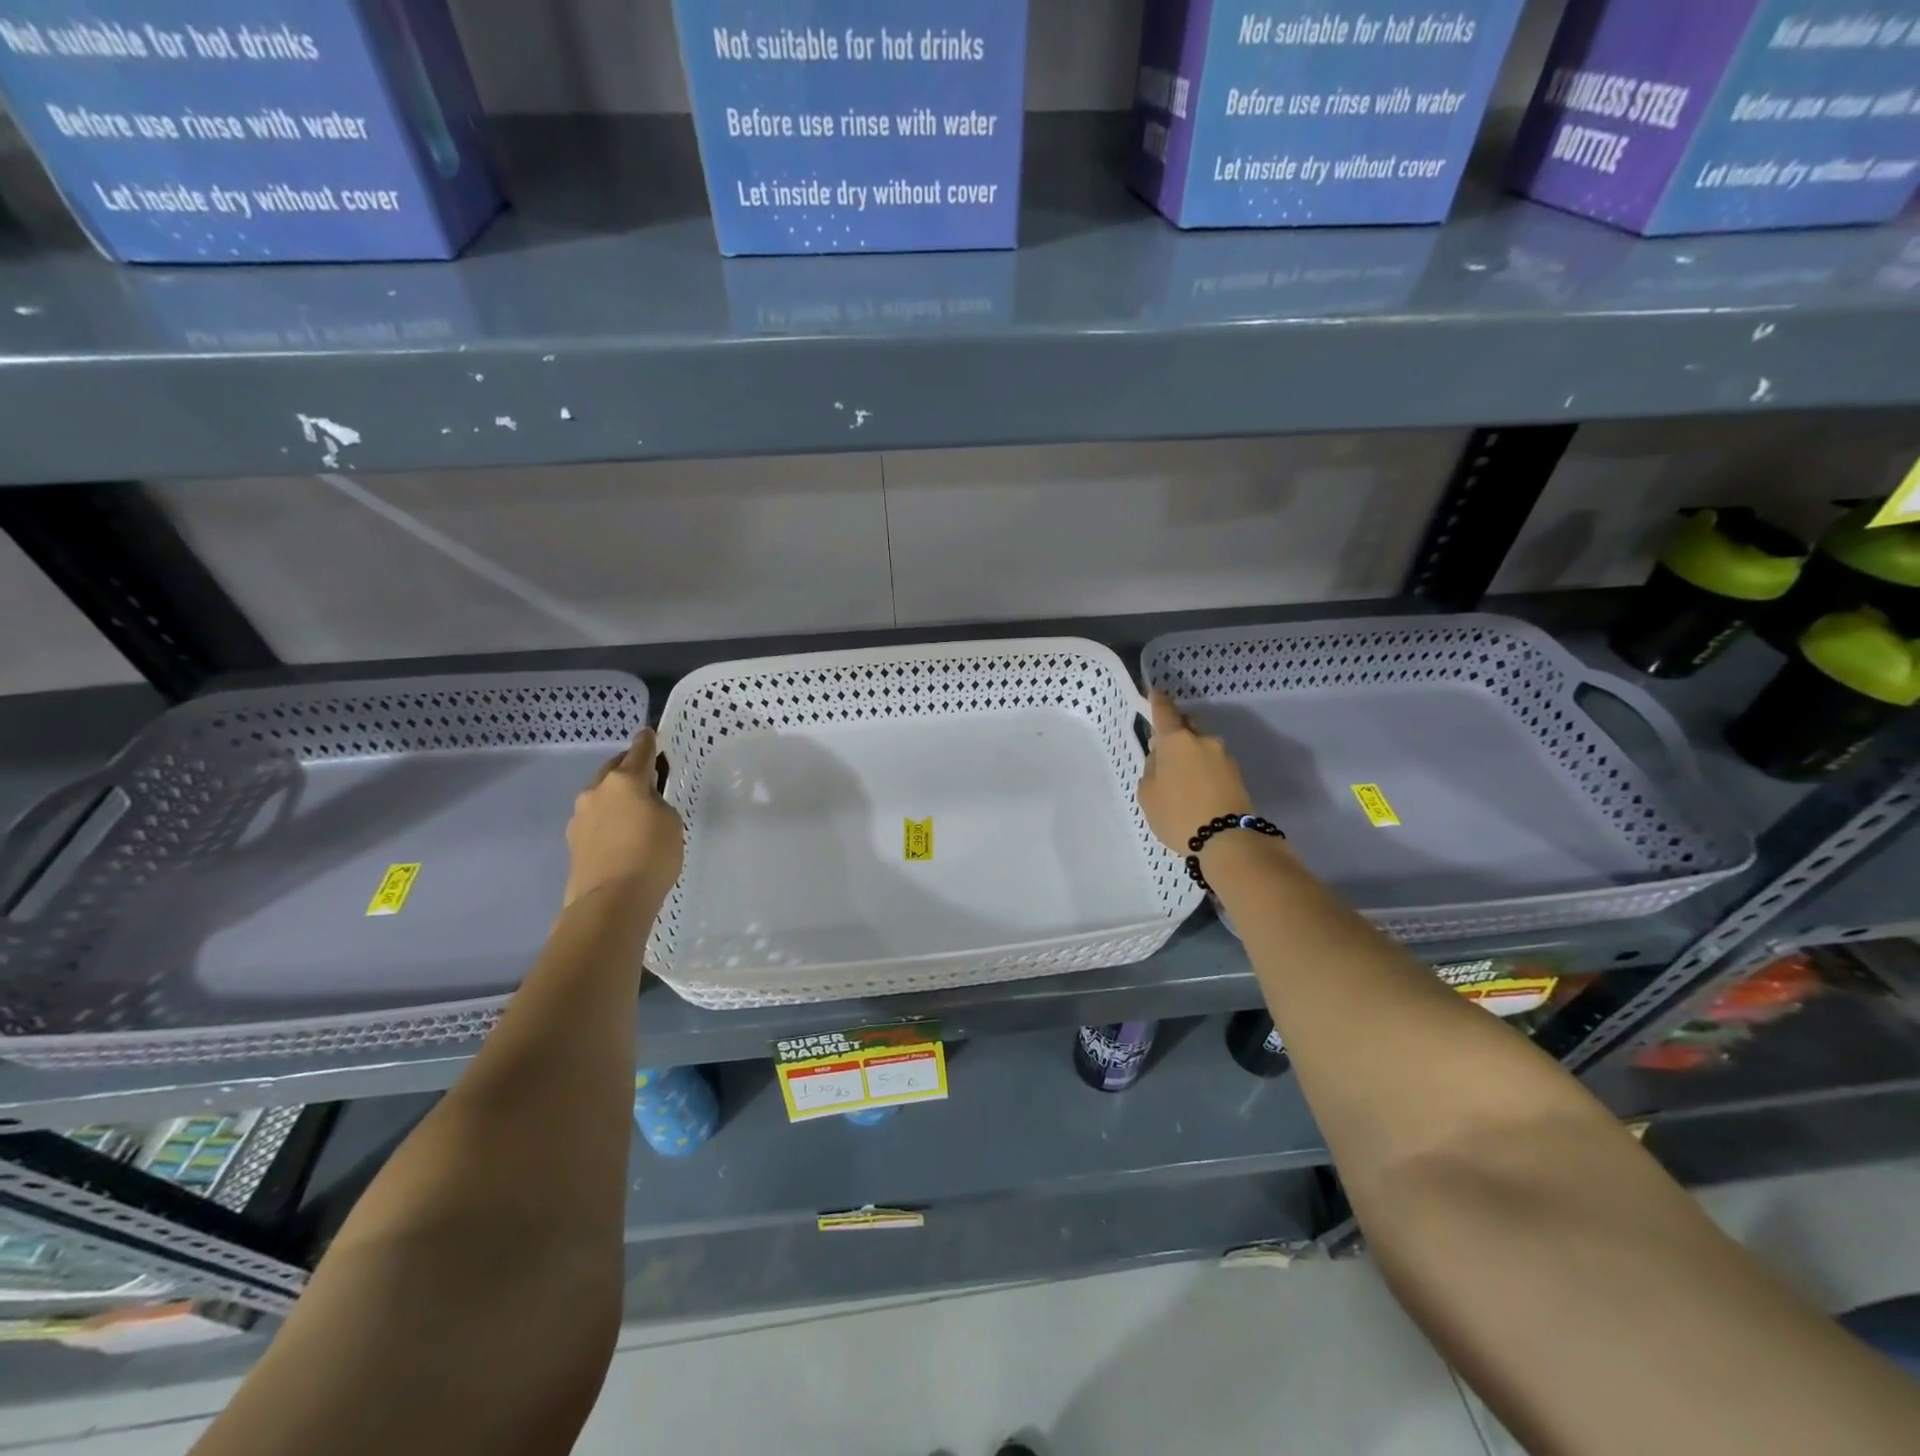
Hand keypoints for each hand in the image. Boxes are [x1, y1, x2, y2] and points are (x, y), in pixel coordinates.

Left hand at [564, 728, 684, 909]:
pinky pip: (595, 820)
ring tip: (634, 810)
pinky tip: (620, 836)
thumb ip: (658, 803)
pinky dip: (608, 820)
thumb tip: (643, 805)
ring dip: (615, 796)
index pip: (639, 751)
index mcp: (624, 780)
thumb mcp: (671, 822)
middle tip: (646, 775)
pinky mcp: (573, 842)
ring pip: (601, 795)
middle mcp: (597, 791)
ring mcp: (580, 817)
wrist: (611, 901)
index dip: (647, 742)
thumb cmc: (651, 855)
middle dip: (628, 768)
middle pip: (613, 769)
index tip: (649, 734)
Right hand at [1137, 690, 1254, 852]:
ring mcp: (1223, 756)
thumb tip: (1161, 759)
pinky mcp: (1236, 774)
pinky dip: (1202, 768)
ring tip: (1179, 777)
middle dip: (1175, 731)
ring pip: (1201, 745)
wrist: (1227, 840)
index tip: (1154, 692)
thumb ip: (1151, 769)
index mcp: (1177, 740)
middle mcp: (1203, 741)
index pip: (1165, 712)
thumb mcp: (1148, 794)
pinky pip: (1212, 763)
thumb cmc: (1178, 814)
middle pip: (1187, 726)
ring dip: (1190, 753)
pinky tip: (1195, 787)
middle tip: (1163, 748)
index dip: (1157, 701)